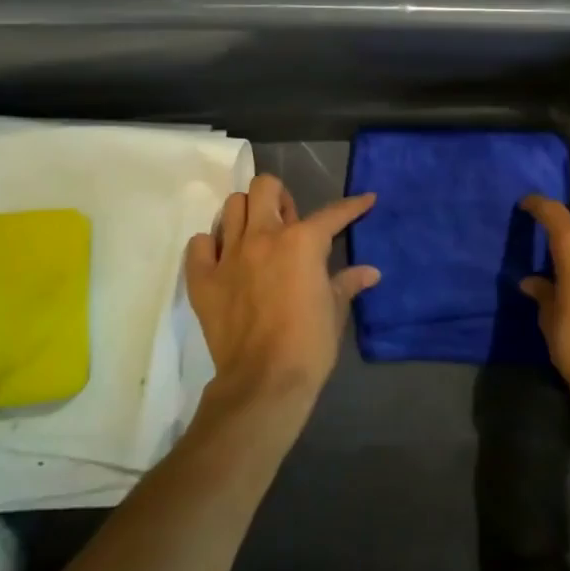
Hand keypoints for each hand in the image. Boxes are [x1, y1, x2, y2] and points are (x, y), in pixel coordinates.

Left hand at [186, 175, 379, 409]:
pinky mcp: (203, 279)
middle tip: (287, 223)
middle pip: (264, 187)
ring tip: (255, 236)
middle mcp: (262, 236)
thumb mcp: (335, 311)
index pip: (332, 213)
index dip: (353, 206)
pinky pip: (199, 244)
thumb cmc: (309, 345)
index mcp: (301, 241)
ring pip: (231, 207)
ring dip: (246, 215)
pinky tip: (224, 260)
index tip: (365, 200)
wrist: (264, 383)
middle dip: (278, 197)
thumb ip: (348, 283)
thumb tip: (370, 272)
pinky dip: (210, 246)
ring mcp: (229, 255)